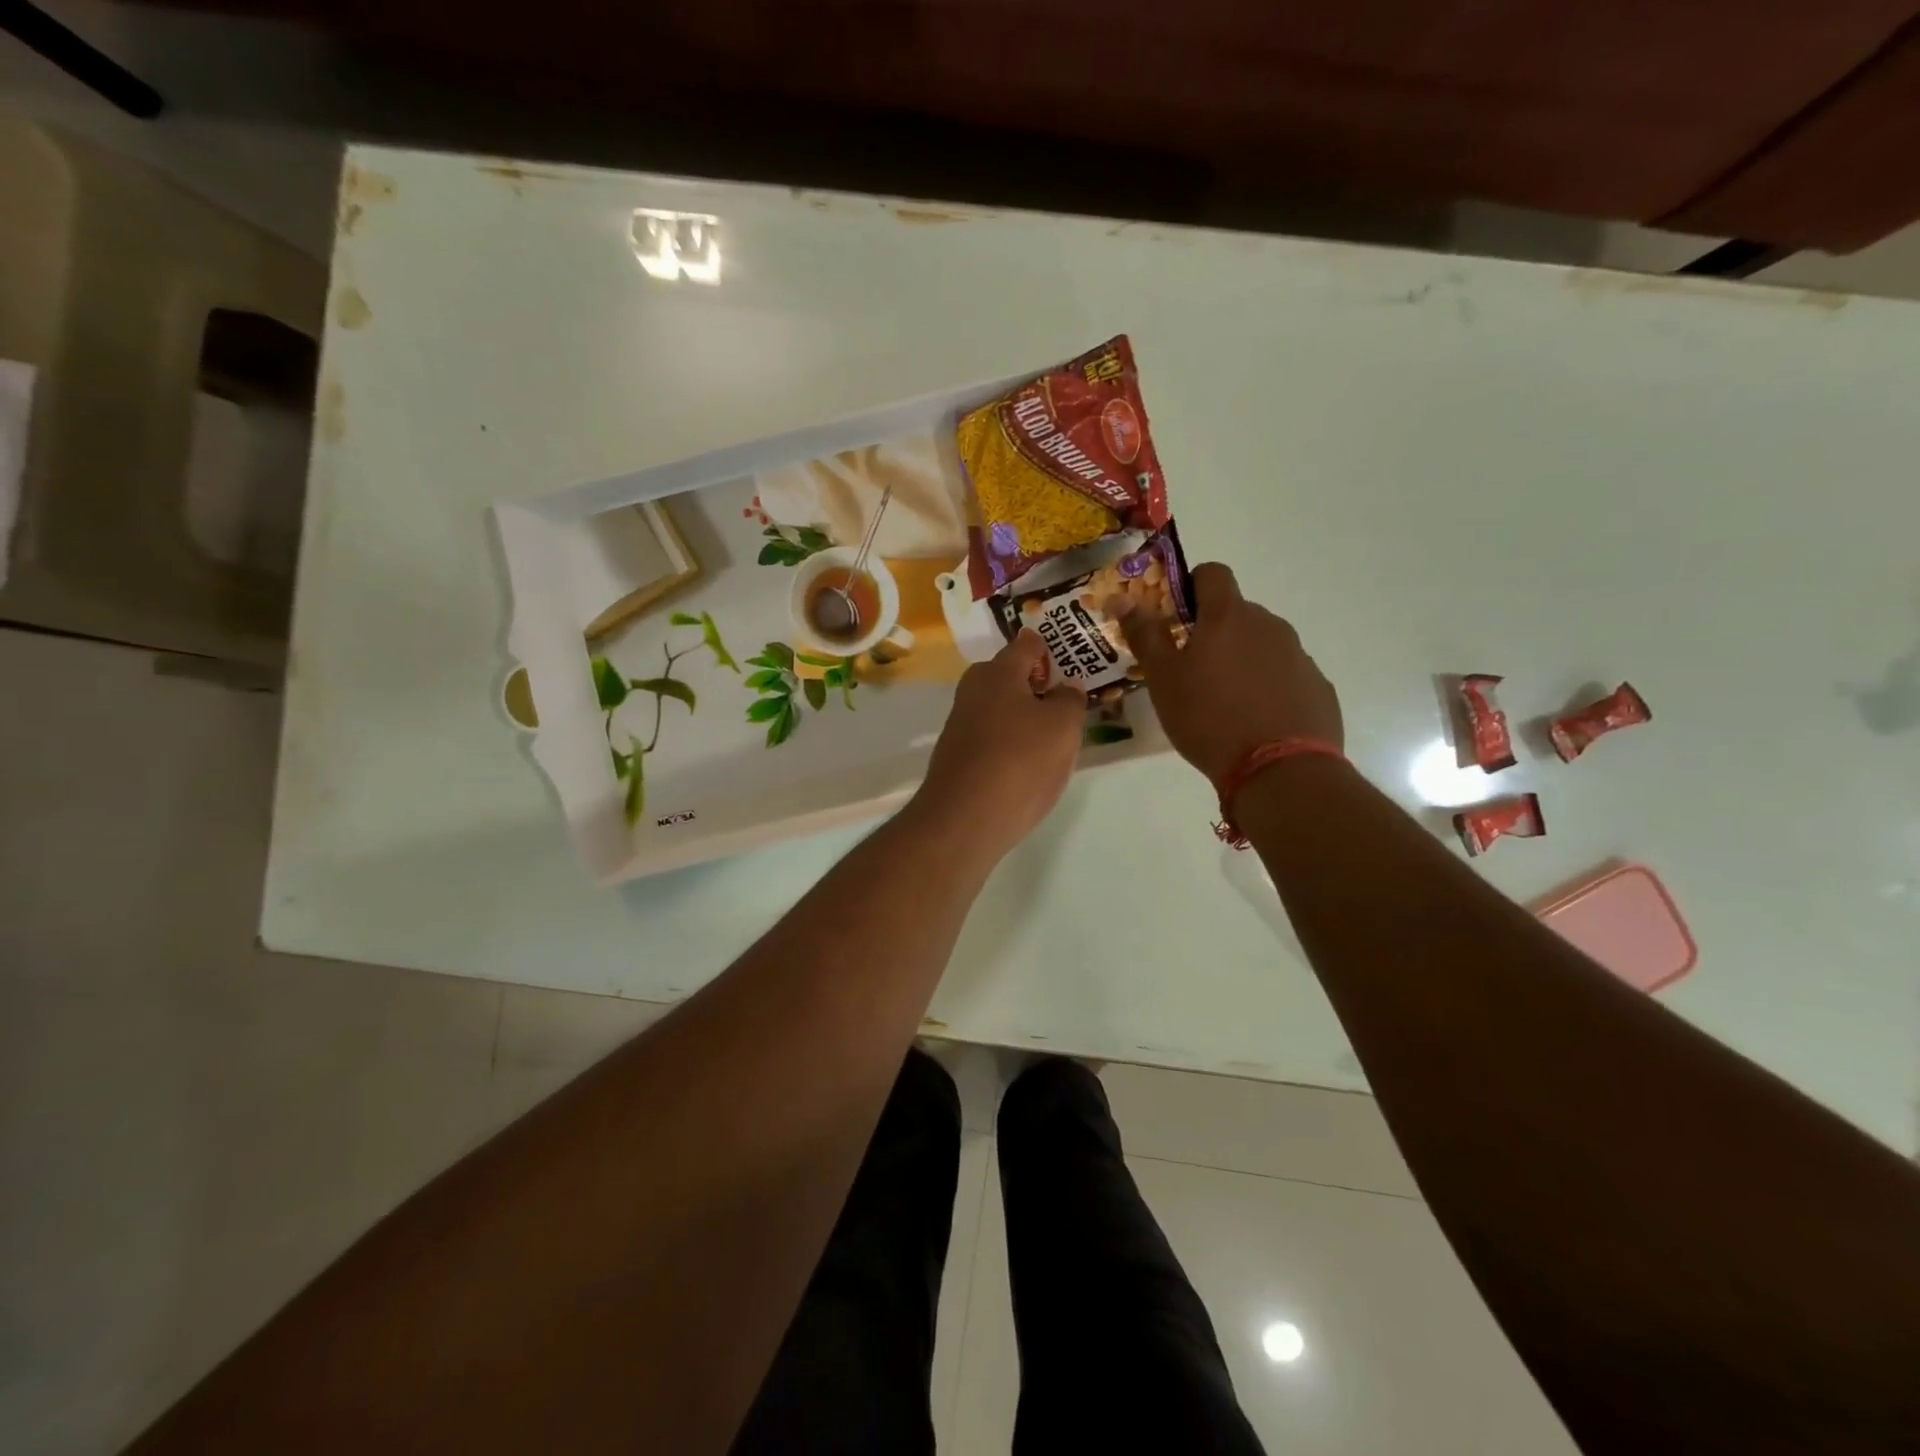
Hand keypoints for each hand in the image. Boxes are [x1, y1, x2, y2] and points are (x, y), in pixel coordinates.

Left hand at [914, 630, 1085, 856]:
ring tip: (1052, 741)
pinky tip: (1025, 766)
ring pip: (999, 708)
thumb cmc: (1021, 761)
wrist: (964, 818)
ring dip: (1023, 717)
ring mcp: (960, 723)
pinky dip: (1009, 743)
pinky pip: (990, 736)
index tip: (1072, 668)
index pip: (1027, 643)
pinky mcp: (956, 754)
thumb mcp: (1063, 727)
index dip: (1051, 650)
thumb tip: (1066, 686)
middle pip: (1009, 675)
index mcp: (998, 671)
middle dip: (1037, 686)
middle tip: (1066, 707)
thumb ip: (1070, 699)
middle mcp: (973, 690)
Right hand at [1117, 561, 1342, 786]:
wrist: (1279, 769)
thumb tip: (1122, 596)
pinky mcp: (1317, 686)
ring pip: (1262, 644)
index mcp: (1228, 616)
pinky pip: (1285, 674)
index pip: (1212, 573)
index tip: (1176, 618)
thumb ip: (1144, 634)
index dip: (1191, 586)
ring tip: (1223, 702)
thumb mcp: (1163, 678)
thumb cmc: (1208, 718)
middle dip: (1214, 632)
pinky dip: (1267, 686)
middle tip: (1192, 671)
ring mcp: (1298, 655)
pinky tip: (1255, 720)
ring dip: (1241, 660)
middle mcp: (1268, 625)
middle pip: (1237, 613)